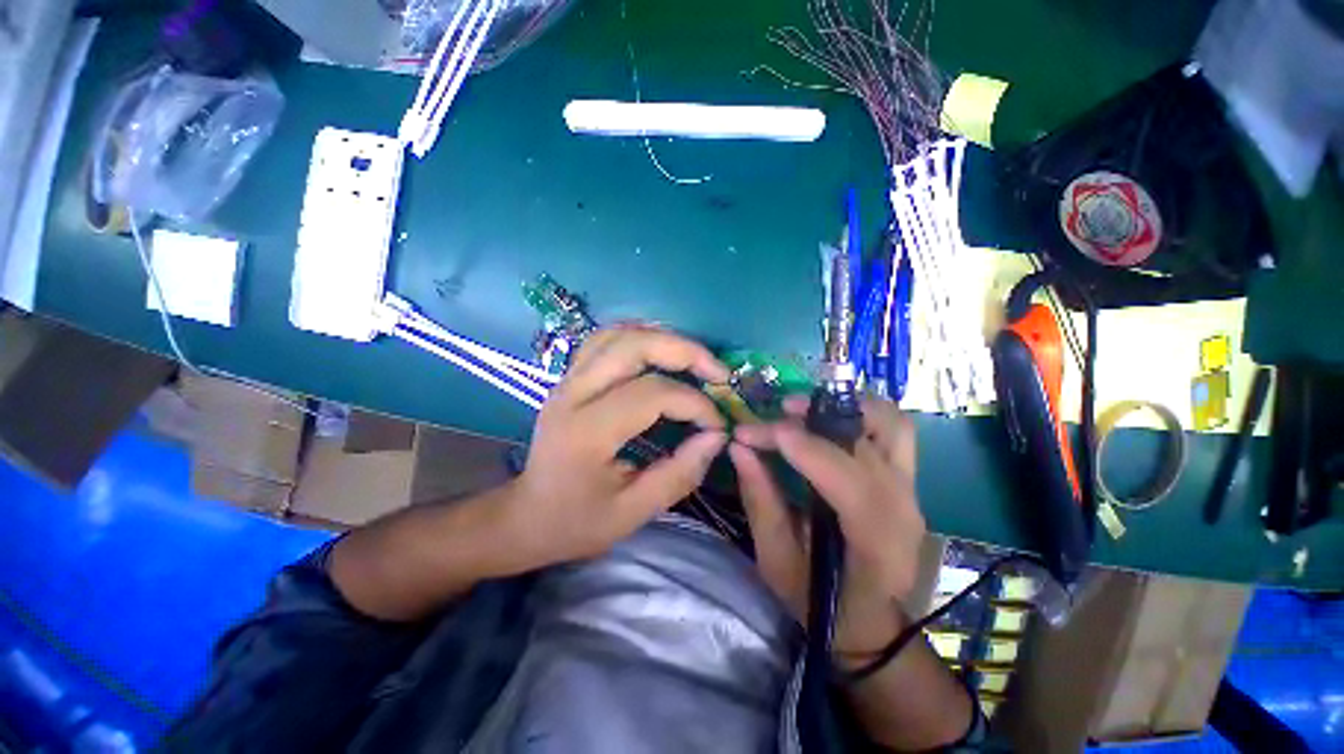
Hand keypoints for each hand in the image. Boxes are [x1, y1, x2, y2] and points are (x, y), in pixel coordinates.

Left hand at [503, 325, 729, 567]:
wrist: (525, 516)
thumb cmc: (576, 522)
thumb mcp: (633, 513)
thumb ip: (679, 474)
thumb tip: (716, 437)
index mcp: (587, 431)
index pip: (652, 394)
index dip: (694, 404)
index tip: (716, 426)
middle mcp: (574, 394)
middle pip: (634, 345)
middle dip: (686, 352)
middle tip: (718, 373)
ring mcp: (568, 380)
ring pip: (619, 334)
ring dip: (663, 339)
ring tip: (695, 360)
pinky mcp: (569, 377)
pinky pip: (606, 340)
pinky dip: (640, 338)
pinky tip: (661, 353)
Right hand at [731, 396, 925, 656]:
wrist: (866, 620)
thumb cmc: (817, 600)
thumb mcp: (776, 560)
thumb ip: (760, 500)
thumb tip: (739, 448)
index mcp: (876, 548)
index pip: (852, 484)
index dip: (805, 450)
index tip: (756, 432)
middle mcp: (904, 513)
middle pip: (867, 446)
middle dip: (813, 422)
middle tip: (774, 416)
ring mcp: (912, 491)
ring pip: (891, 425)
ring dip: (845, 406)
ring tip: (802, 408)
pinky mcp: (906, 478)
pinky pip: (893, 429)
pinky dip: (860, 411)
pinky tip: (826, 416)